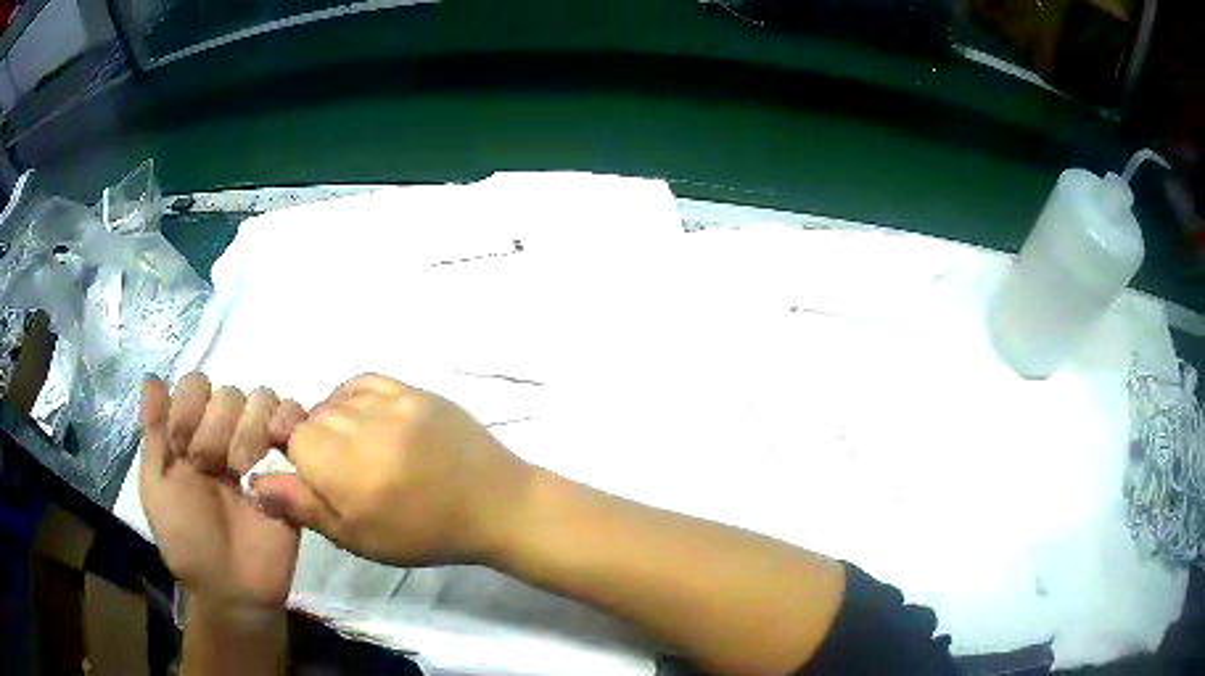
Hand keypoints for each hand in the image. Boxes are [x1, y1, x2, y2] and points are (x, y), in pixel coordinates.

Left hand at [139, 374, 307, 609]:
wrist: (234, 587)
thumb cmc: (187, 540)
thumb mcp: (156, 488)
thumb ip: (153, 432)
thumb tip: (151, 376)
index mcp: (190, 434)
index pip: (196, 385)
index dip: (190, 411)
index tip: (183, 451)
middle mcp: (223, 434)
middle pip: (229, 392)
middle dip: (218, 430)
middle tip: (214, 471)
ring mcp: (258, 448)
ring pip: (262, 399)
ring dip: (250, 432)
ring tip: (245, 474)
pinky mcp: (289, 465)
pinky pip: (296, 419)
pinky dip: (288, 422)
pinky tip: (277, 449)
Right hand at [251, 374, 534, 566]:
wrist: (493, 504)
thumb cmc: (424, 533)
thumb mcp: (359, 537)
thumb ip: (304, 507)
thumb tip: (254, 483)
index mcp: (349, 471)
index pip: (294, 441)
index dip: (301, 460)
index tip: (322, 480)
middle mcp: (366, 428)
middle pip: (314, 417)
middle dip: (318, 442)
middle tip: (345, 471)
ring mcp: (394, 403)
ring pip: (336, 399)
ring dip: (336, 420)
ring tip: (359, 447)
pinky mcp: (416, 390)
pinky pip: (366, 381)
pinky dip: (355, 397)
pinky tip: (367, 419)